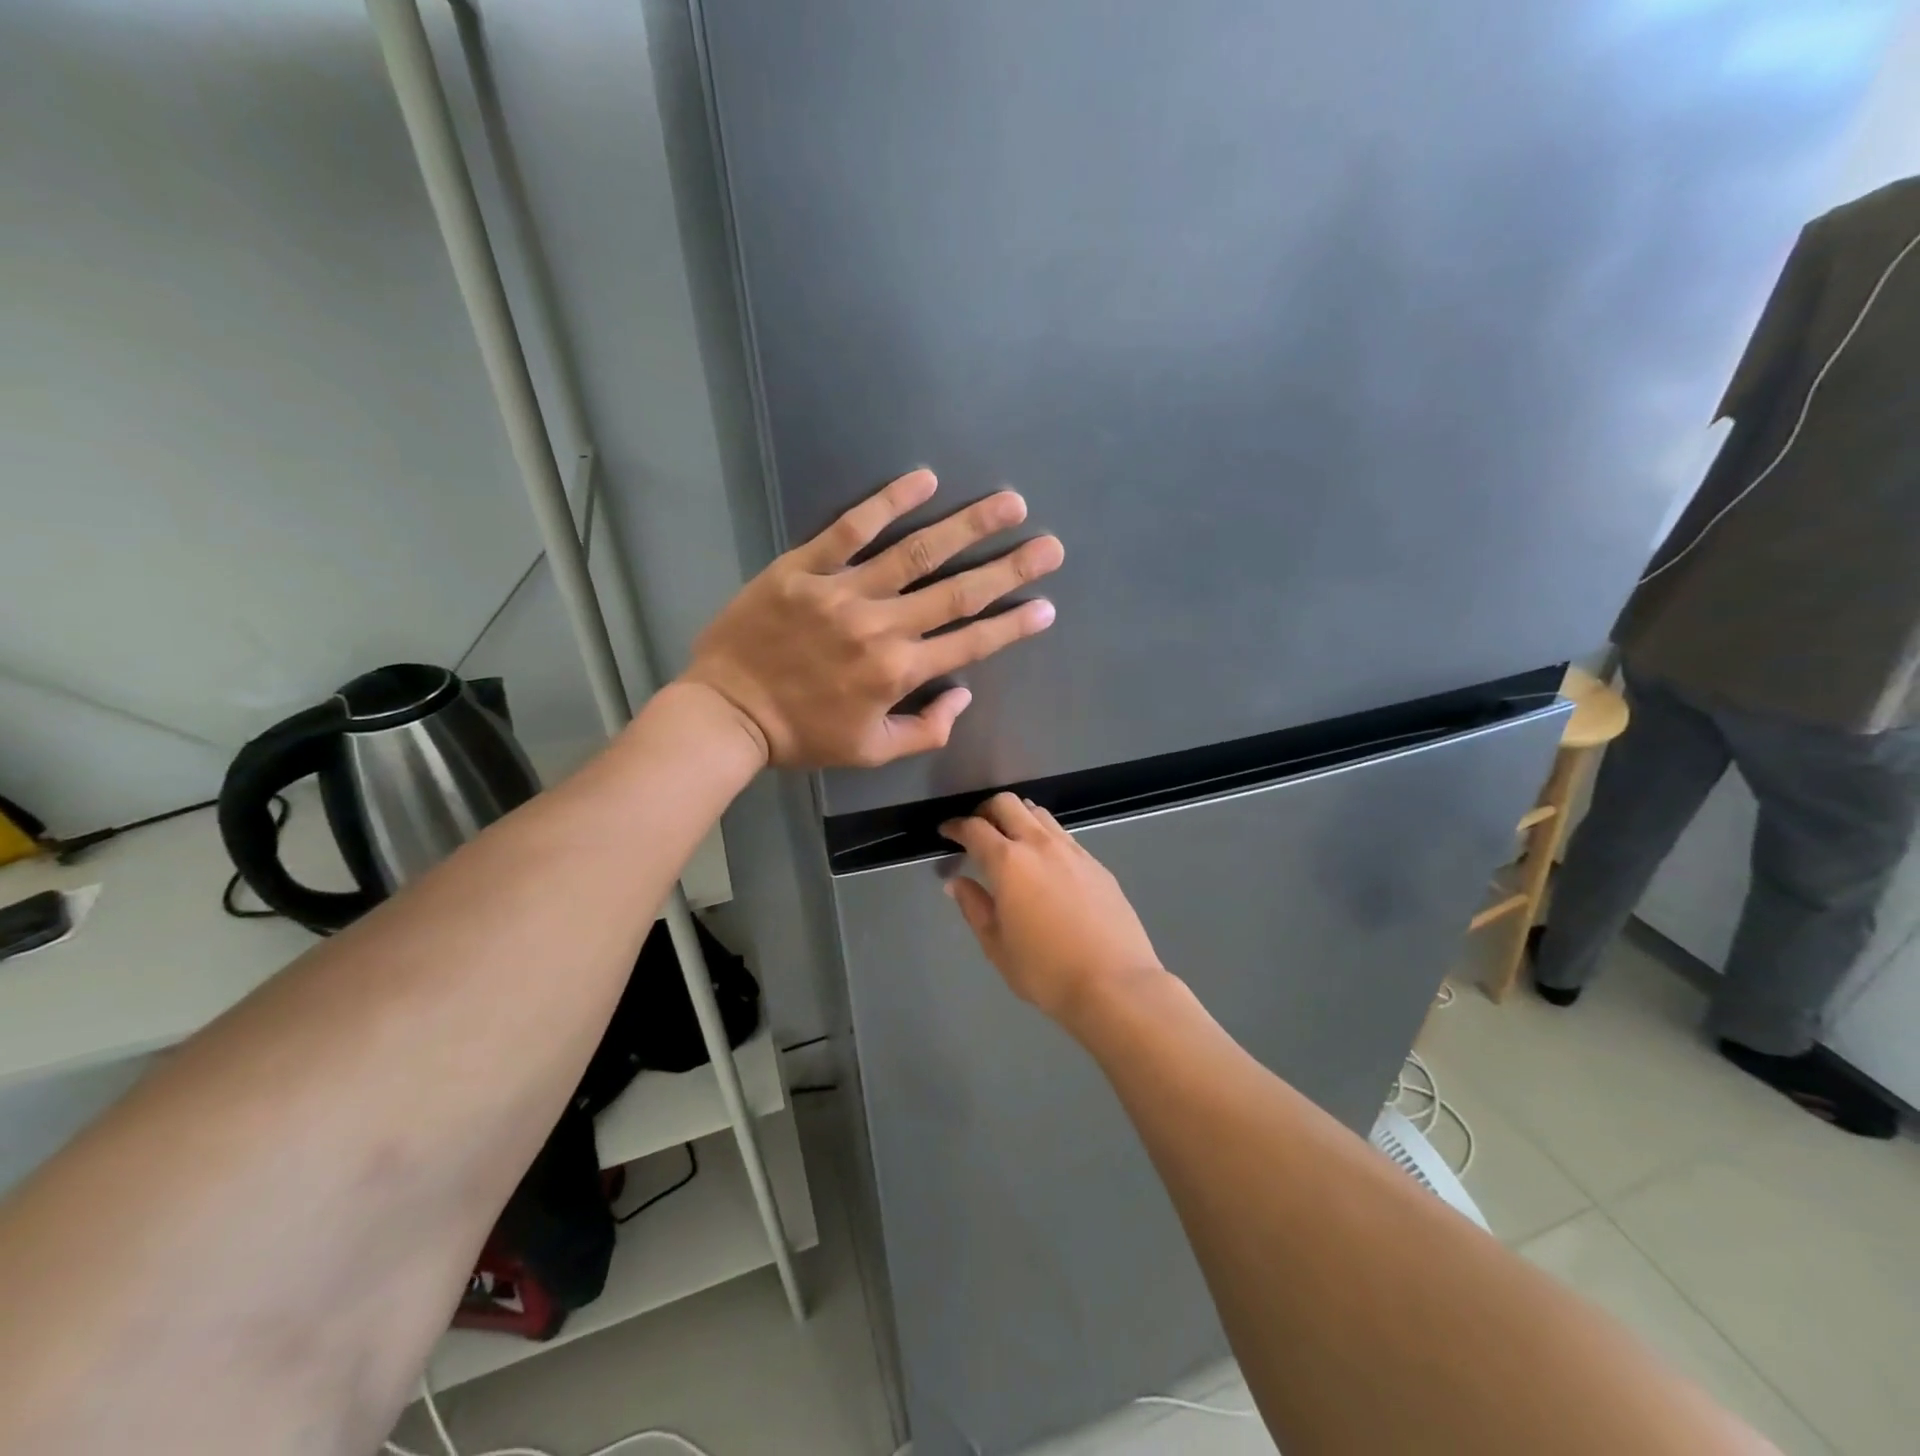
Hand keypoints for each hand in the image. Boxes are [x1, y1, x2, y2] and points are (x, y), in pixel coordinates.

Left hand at [682, 470, 1062, 767]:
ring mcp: (842, 591)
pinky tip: (922, 479)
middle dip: (1010, 567)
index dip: (1013, 625)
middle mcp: (881, 626)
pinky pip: (850, 529)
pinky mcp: (804, 567)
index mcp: (899, 672)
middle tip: (1049, 545)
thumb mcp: (871, 751)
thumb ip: (925, 729)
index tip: (1046, 605)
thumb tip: (963, 694)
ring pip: (916, 552)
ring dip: (967, 526)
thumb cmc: (803, 736)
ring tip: (1008, 503)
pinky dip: (886, 502)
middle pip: (957, 591)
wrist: (728, 712)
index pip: (970, 643)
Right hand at [940, 793, 1164, 1022]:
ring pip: (1040, 814)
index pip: (975, 828)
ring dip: (1019, 817)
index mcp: (1008, 862)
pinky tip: (1045, 862)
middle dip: (986, 810)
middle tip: (977, 830)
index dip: (956, 826)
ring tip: (1011, 839)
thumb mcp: (997, 946)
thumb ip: (974, 907)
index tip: (947, 832)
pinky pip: (1064, 835)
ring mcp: (1073, 851)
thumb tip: (957, 883)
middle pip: (1008, 805)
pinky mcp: (1097, 864)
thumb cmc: (1045, 971)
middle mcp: (1040, 845)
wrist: (1114, 984)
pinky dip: (1045, 836)